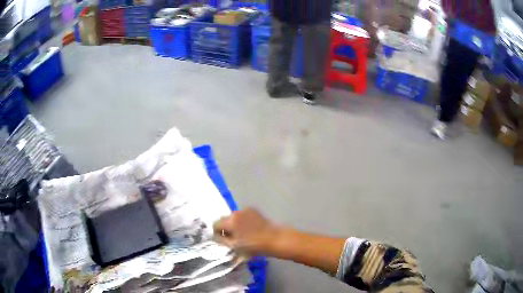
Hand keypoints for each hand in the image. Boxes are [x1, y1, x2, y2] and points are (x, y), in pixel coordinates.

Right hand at [213, 208, 278, 255]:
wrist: (274, 239)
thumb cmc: (253, 246)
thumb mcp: (234, 246)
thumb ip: (221, 240)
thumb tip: (214, 236)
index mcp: (230, 221)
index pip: (215, 224)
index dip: (217, 233)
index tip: (223, 240)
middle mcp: (236, 212)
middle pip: (224, 219)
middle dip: (226, 227)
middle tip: (233, 238)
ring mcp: (245, 209)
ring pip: (234, 217)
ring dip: (234, 223)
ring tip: (243, 233)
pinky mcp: (253, 209)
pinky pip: (243, 214)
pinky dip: (243, 220)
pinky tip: (250, 227)